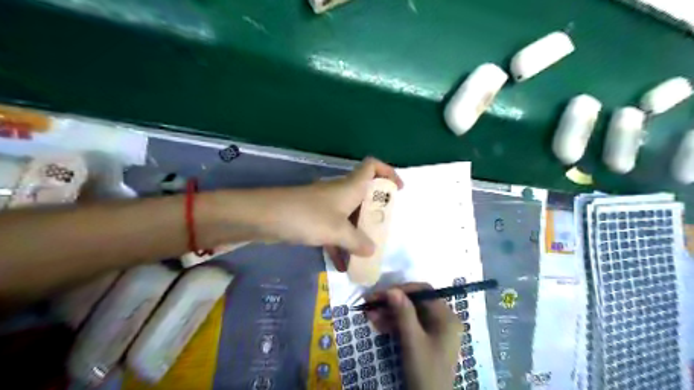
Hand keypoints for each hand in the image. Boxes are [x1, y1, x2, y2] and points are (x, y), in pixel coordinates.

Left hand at [253, 156, 401, 268]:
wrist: (265, 217)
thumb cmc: (308, 216)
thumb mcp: (337, 231)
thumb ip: (357, 241)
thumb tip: (371, 250)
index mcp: (351, 186)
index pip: (372, 166)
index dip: (388, 172)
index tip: (398, 190)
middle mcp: (340, 192)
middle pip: (364, 194)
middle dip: (376, 212)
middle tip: (384, 229)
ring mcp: (326, 205)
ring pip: (349, 215)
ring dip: (358, 232)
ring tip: (366, 252)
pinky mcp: (313, 218)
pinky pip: (334, 230)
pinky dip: (340, 243)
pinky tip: (342, 264)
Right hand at [365, 284, 461, 388]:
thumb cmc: (426, 371)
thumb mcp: (413, 341)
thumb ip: (404, 313)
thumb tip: (391, 289)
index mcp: (446, 317)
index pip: (423, 292)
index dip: (402, 289)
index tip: (381, 293)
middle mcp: (442, 319)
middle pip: (414, 302)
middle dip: (391, 302)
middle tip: (370, 302)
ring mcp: (433, 330)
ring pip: (409, 313)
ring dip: (389, 313)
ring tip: (368, 313)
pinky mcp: (424, 339)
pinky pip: (408, 325)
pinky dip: (392, 323)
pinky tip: (376, 322)